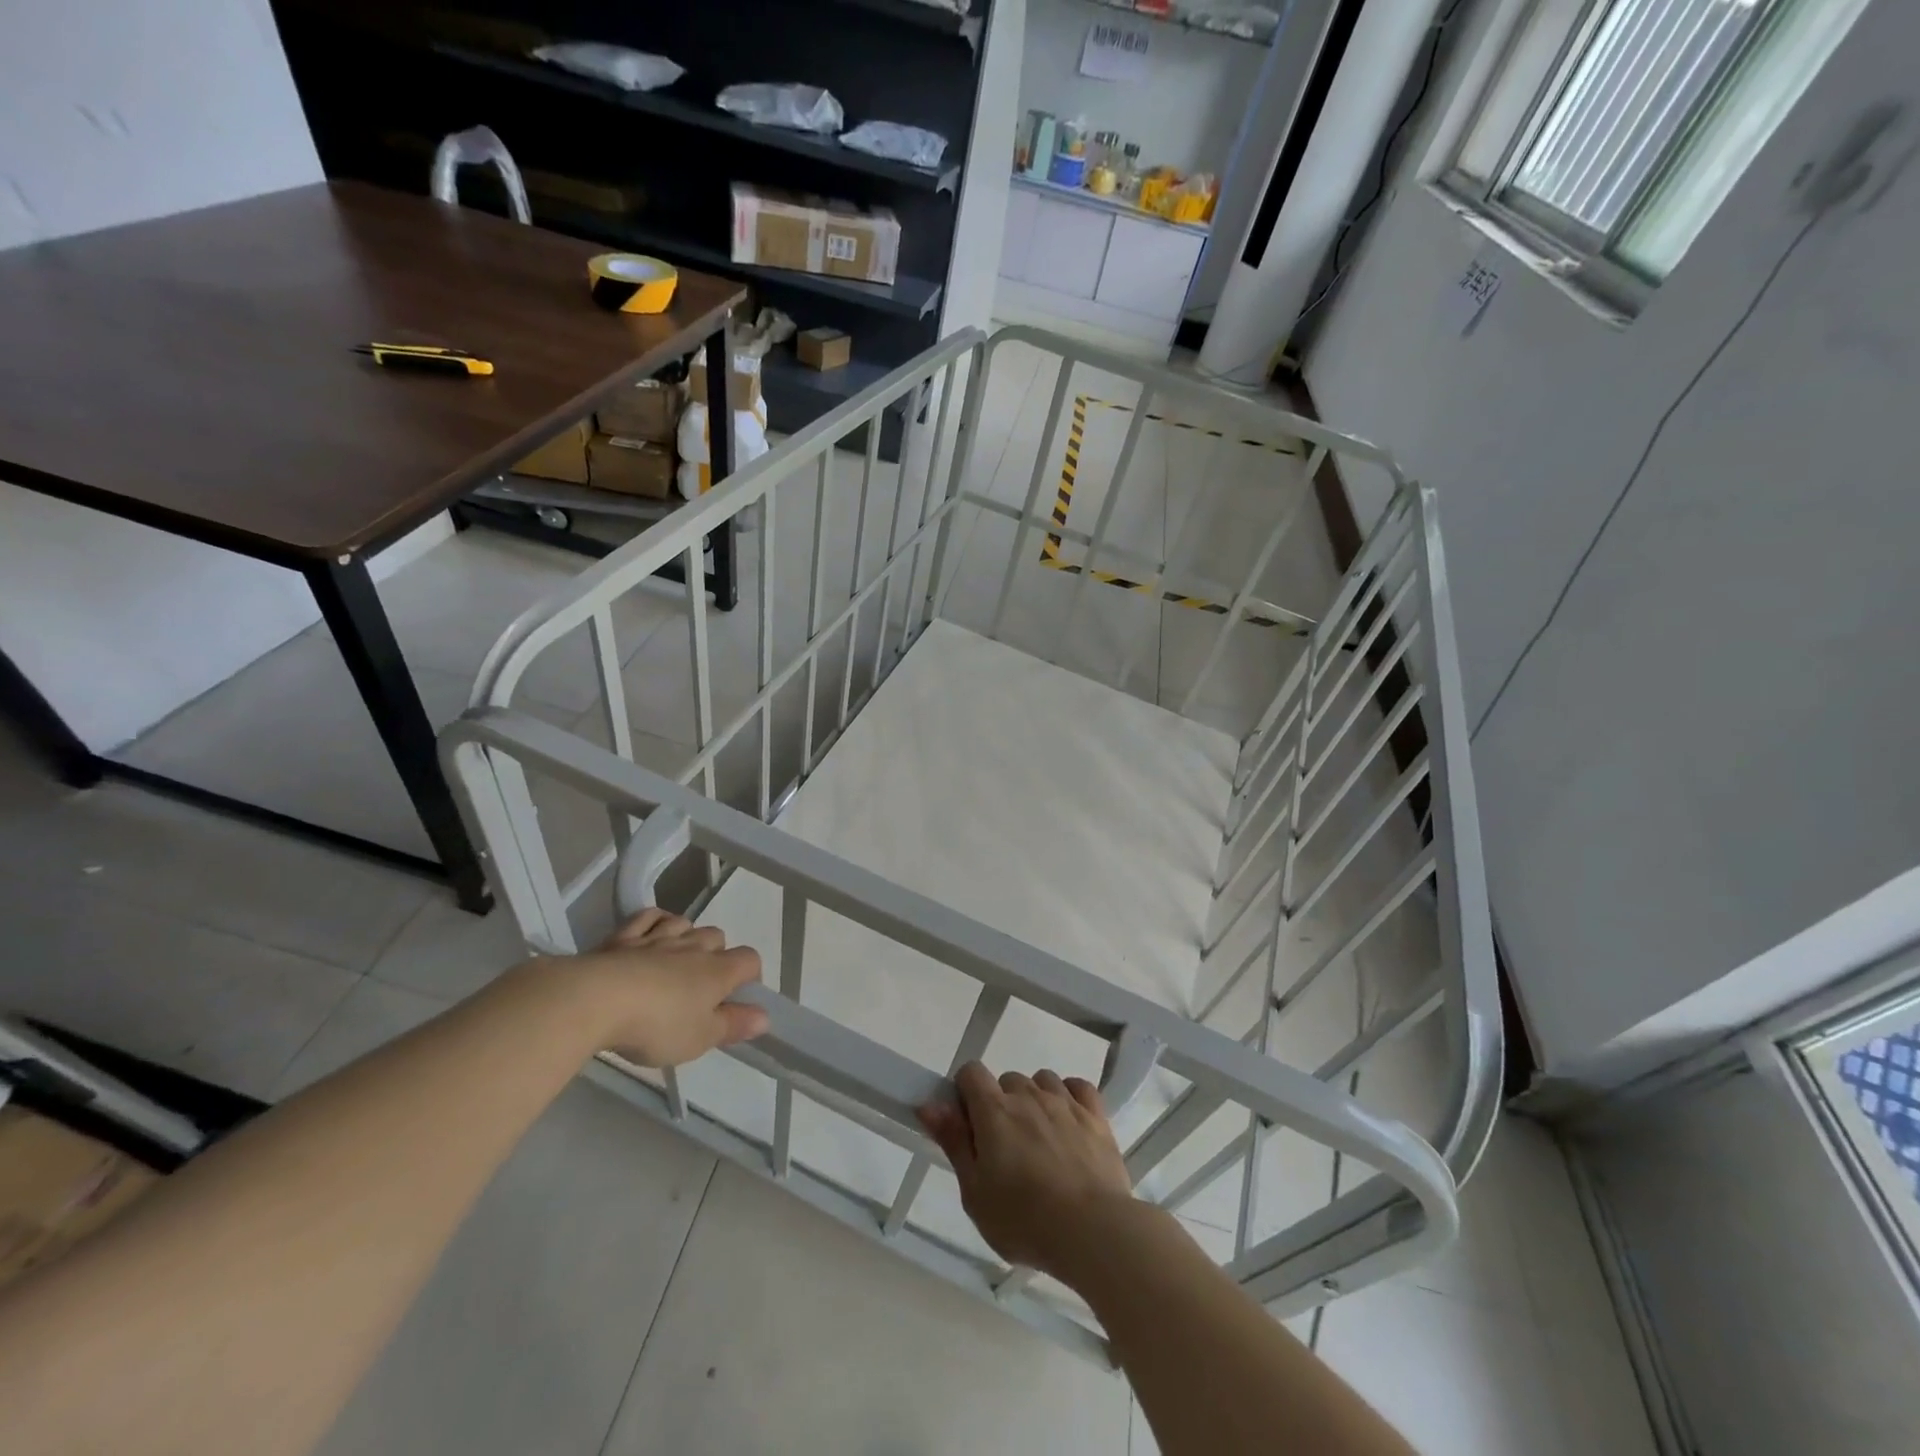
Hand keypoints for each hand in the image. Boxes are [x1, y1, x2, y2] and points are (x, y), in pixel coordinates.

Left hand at [560, 909, 766, 1066]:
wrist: (595, 1000)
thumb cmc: (657, 1025)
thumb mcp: (700, 1038)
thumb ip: (734, 1025)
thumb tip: (765, 1016)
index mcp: (718, 971)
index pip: (750, 959)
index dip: (750, 976)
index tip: (737, 999)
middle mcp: (694, 946)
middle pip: (718, 937)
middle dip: (716, 955)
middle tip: (700, 988)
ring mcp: (658, 937)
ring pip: (685, 923)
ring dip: (686, 937)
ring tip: (674, 962)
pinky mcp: (624, 936)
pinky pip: (649, 916)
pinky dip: (655, 922)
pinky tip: (650, 935)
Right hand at [917, 1062, 1135, 1284]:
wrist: (1093, 1231)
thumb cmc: (1024, 1220)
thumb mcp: (975, 1193)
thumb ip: (953, 1142)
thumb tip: (929, 1104)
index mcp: (994, 1111)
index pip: (971, 1072)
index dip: (965, 1093)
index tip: (969, 1126)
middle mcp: (1028, 1095)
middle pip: (1007, 1081)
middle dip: (1001, 1105)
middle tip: (1006, 1150)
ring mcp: (1065, 1102)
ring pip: (1042, 1081)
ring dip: (1036, 1101)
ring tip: (1040, 1141)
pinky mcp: (1096, 1115)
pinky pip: (1078, 1087)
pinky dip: (1070, 1097)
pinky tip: (1069, 1122)